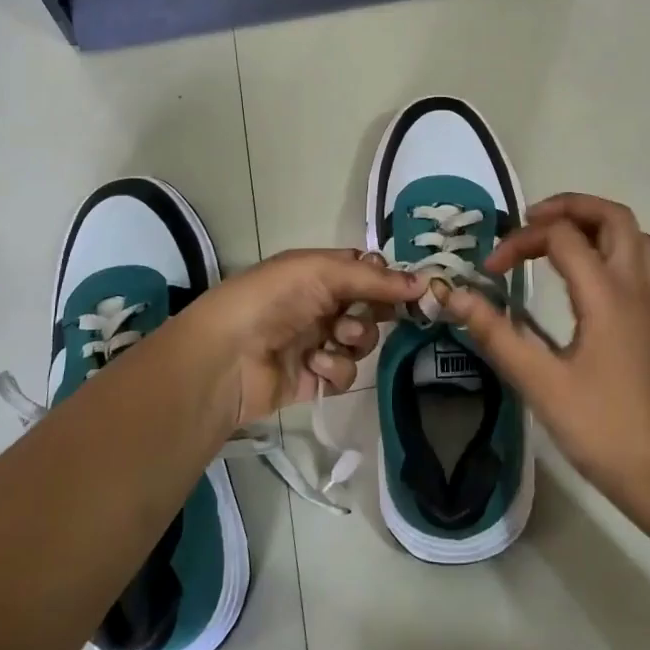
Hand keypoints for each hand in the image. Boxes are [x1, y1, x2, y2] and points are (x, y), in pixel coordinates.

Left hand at [183, 249, 423, 426]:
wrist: (225, 357)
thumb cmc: (271, 300)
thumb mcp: (321, 272)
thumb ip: (373, 278)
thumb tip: (424, 281)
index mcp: (318, 272)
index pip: (366, 271)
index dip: (389, 280)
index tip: (415, 289)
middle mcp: (320, 304)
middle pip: (370, 307)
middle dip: (375, 312)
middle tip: (375, 314)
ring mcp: (318, 342)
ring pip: (362, 341)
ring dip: (355, 339)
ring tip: (334, 339)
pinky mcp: (314, 378)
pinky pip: (345, 373)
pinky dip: (336, 368)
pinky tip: (315, 365)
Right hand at [442, 194, 649, 513]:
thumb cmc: (601, 429)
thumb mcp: (539, 383)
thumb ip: (495, 333)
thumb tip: (452, 294)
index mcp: (607, 295)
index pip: (561, 237)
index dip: (519, 242)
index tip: (489, 271)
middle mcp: (636, 287)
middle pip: (613, 217)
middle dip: (569, 207)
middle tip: (529, 223)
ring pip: (634, 236)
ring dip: (595, 225)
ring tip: (556, 242)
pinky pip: (641, 263)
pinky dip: (612, 250)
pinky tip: (585, 278)